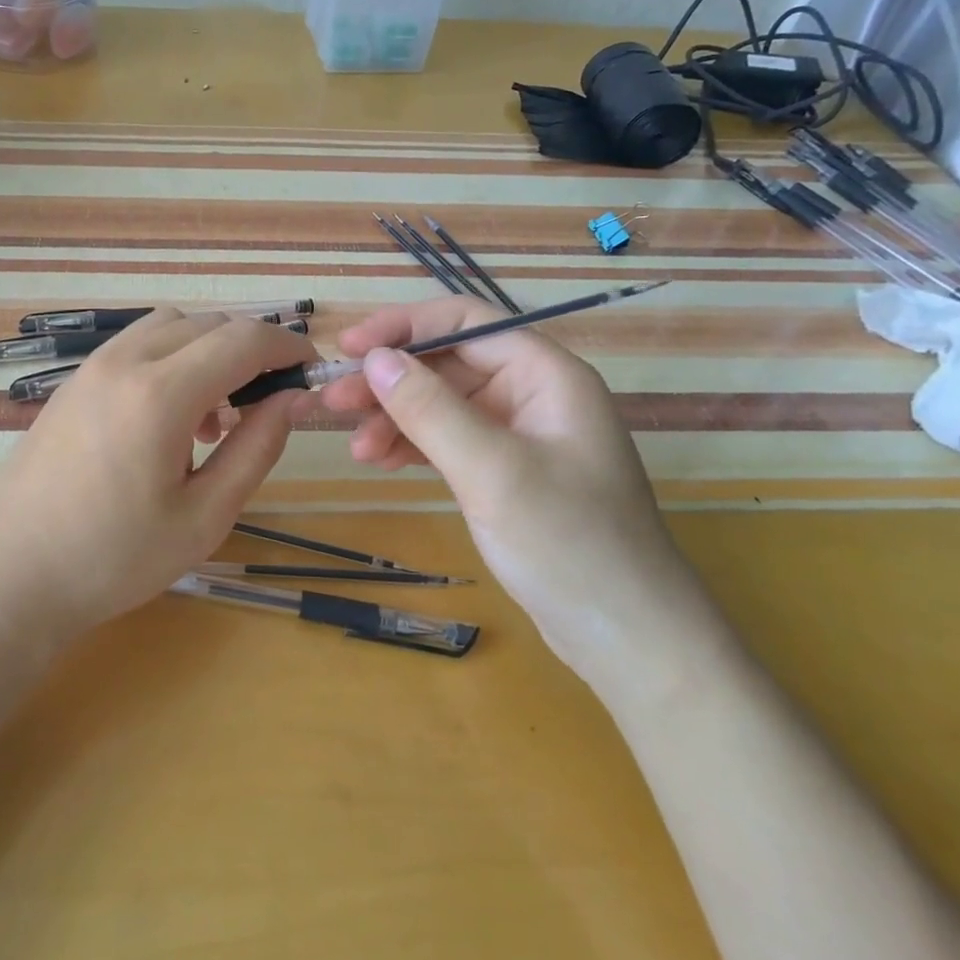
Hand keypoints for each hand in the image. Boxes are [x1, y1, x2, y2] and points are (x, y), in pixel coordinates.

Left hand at [0, 310, 317, 649]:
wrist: (13, 577)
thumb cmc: (115, 560)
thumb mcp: (204, 517)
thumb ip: (256, 448)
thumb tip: (292, 399)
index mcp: (160, 394)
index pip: (243, 340)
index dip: (287, 348)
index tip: (310, 374)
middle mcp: (124, 362)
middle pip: (208, 324)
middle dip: (250, 351)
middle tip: (265, 404)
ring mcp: (91, 368)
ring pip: (170, 326)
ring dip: (207, 351)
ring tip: (213, 417)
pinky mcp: (72, 383)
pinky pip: (135, 346)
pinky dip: (169, 359)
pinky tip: (167, 420)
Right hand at [320, 298, 730, 704]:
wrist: (627, 637)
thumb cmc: (569, 543)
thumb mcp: (492, 471)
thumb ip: (430, 409)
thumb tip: (374, 357)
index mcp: (546, 375)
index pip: (466, 322)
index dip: (404, 326)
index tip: (350, 348)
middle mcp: (532, 394)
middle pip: (448, 363)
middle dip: (390, 380)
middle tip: (333, 402)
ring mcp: (519, 435)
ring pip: (442, 404)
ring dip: (394, 417)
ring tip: (354, 447)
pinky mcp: (505, 472)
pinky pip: (448, 441)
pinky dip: (412, 445)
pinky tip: (380, 461)